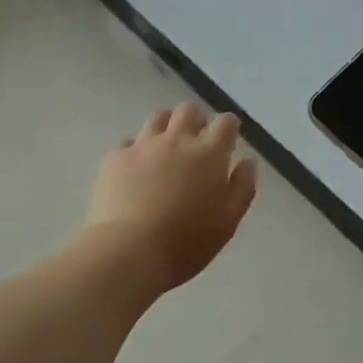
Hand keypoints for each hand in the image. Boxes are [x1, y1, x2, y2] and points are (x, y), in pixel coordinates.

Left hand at [84, 102, 258, 292]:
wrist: (129, 251)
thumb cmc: (187, 242)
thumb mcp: (228, 222)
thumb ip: (242, 188)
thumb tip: (247, 162)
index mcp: (209, 154)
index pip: (225, 122)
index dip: (229, 129)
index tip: (227, 143)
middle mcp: (177, 140)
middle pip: (189, 111)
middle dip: (196, 121)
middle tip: (196, 146)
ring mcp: (143, 145)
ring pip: (158, 118)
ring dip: (167, 128)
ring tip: (166, 152)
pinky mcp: (115, 157)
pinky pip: (129, 143)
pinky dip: (137, 152)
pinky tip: (135, 172)